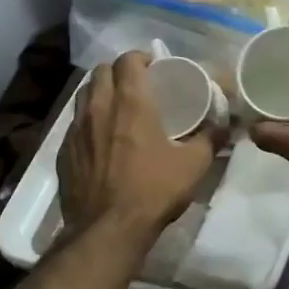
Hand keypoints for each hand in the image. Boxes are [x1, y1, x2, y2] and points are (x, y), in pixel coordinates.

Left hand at [58, 51, 216, 237]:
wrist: (107, 230)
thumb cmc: (152, 191)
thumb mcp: (193, 165)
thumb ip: (210, 139)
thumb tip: (225, 125)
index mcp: (130, 102)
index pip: (128, 60)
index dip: (141, 58)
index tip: (154, 67)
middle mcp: (99, 107)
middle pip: (101, 71)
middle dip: (118, 71)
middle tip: (136, 85)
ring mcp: (76, 129)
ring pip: (84, 94)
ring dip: (100, 92)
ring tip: (116, 108)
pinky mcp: (64, 152)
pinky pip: (74, 123)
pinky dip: (88, 121)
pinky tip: (100, 140)